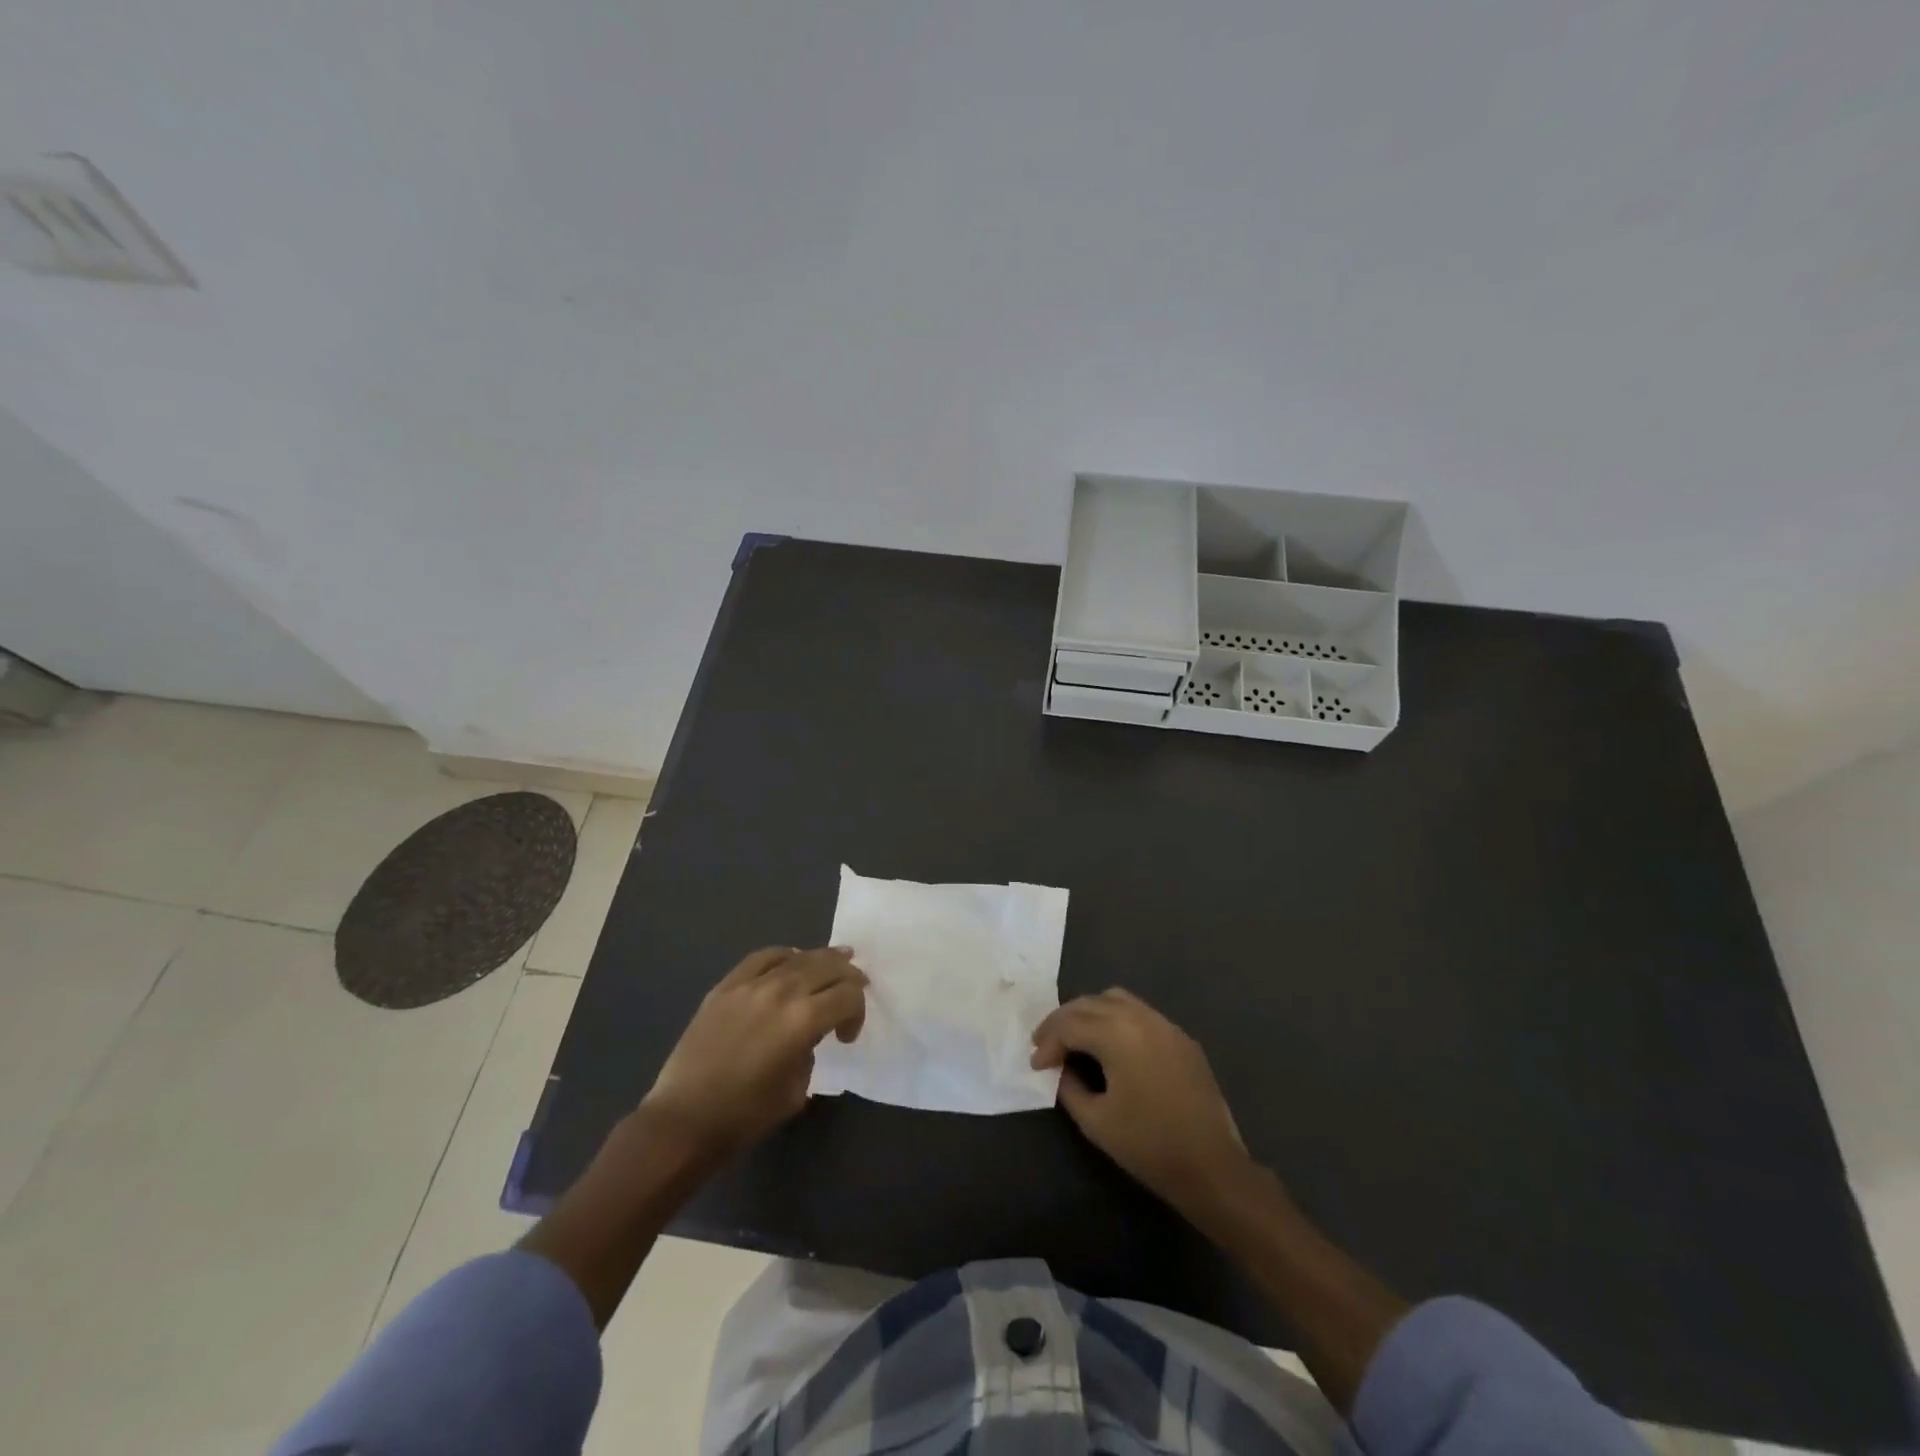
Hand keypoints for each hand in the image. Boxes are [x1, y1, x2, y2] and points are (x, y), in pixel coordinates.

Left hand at [643, 946, 866, 1160]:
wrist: (683, 1121)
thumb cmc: (745, 1116)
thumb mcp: (797, 1090)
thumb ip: (811, 1051)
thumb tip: (807, 1035)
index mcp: (804, 1020)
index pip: (848, 996)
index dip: (857, 1013)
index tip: (846, 1037)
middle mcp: (782, 991)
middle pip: (829, 966)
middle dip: (849, 976)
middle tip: (855, 987)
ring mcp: (751, 984)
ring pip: (799, 956)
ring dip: (823, 959)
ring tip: (836, 961)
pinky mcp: (726, 986)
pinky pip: (762, 957)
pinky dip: (784, 955)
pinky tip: (791, 962)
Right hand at [1031, 988, 1250, 1214]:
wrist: (1212, 1167)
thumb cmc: (1149, 1146)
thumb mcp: (1096, 1121)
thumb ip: (1069, 1087)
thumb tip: (1062, 1069)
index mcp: (1117, 1034)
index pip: (1070, 1025)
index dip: (1048, 1043)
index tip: (1036, 1065)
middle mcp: (1140, 1017)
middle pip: (1089, 1003)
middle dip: (1062, 1021)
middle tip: (1044, 1044)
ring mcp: (1165, 1024)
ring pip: (1115, 999)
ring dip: (1089, 1013)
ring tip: (1074, 1037)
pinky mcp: (1181, 1038)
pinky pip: (1140, 1013)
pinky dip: (1115, 1019)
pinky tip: (1110, 1044)